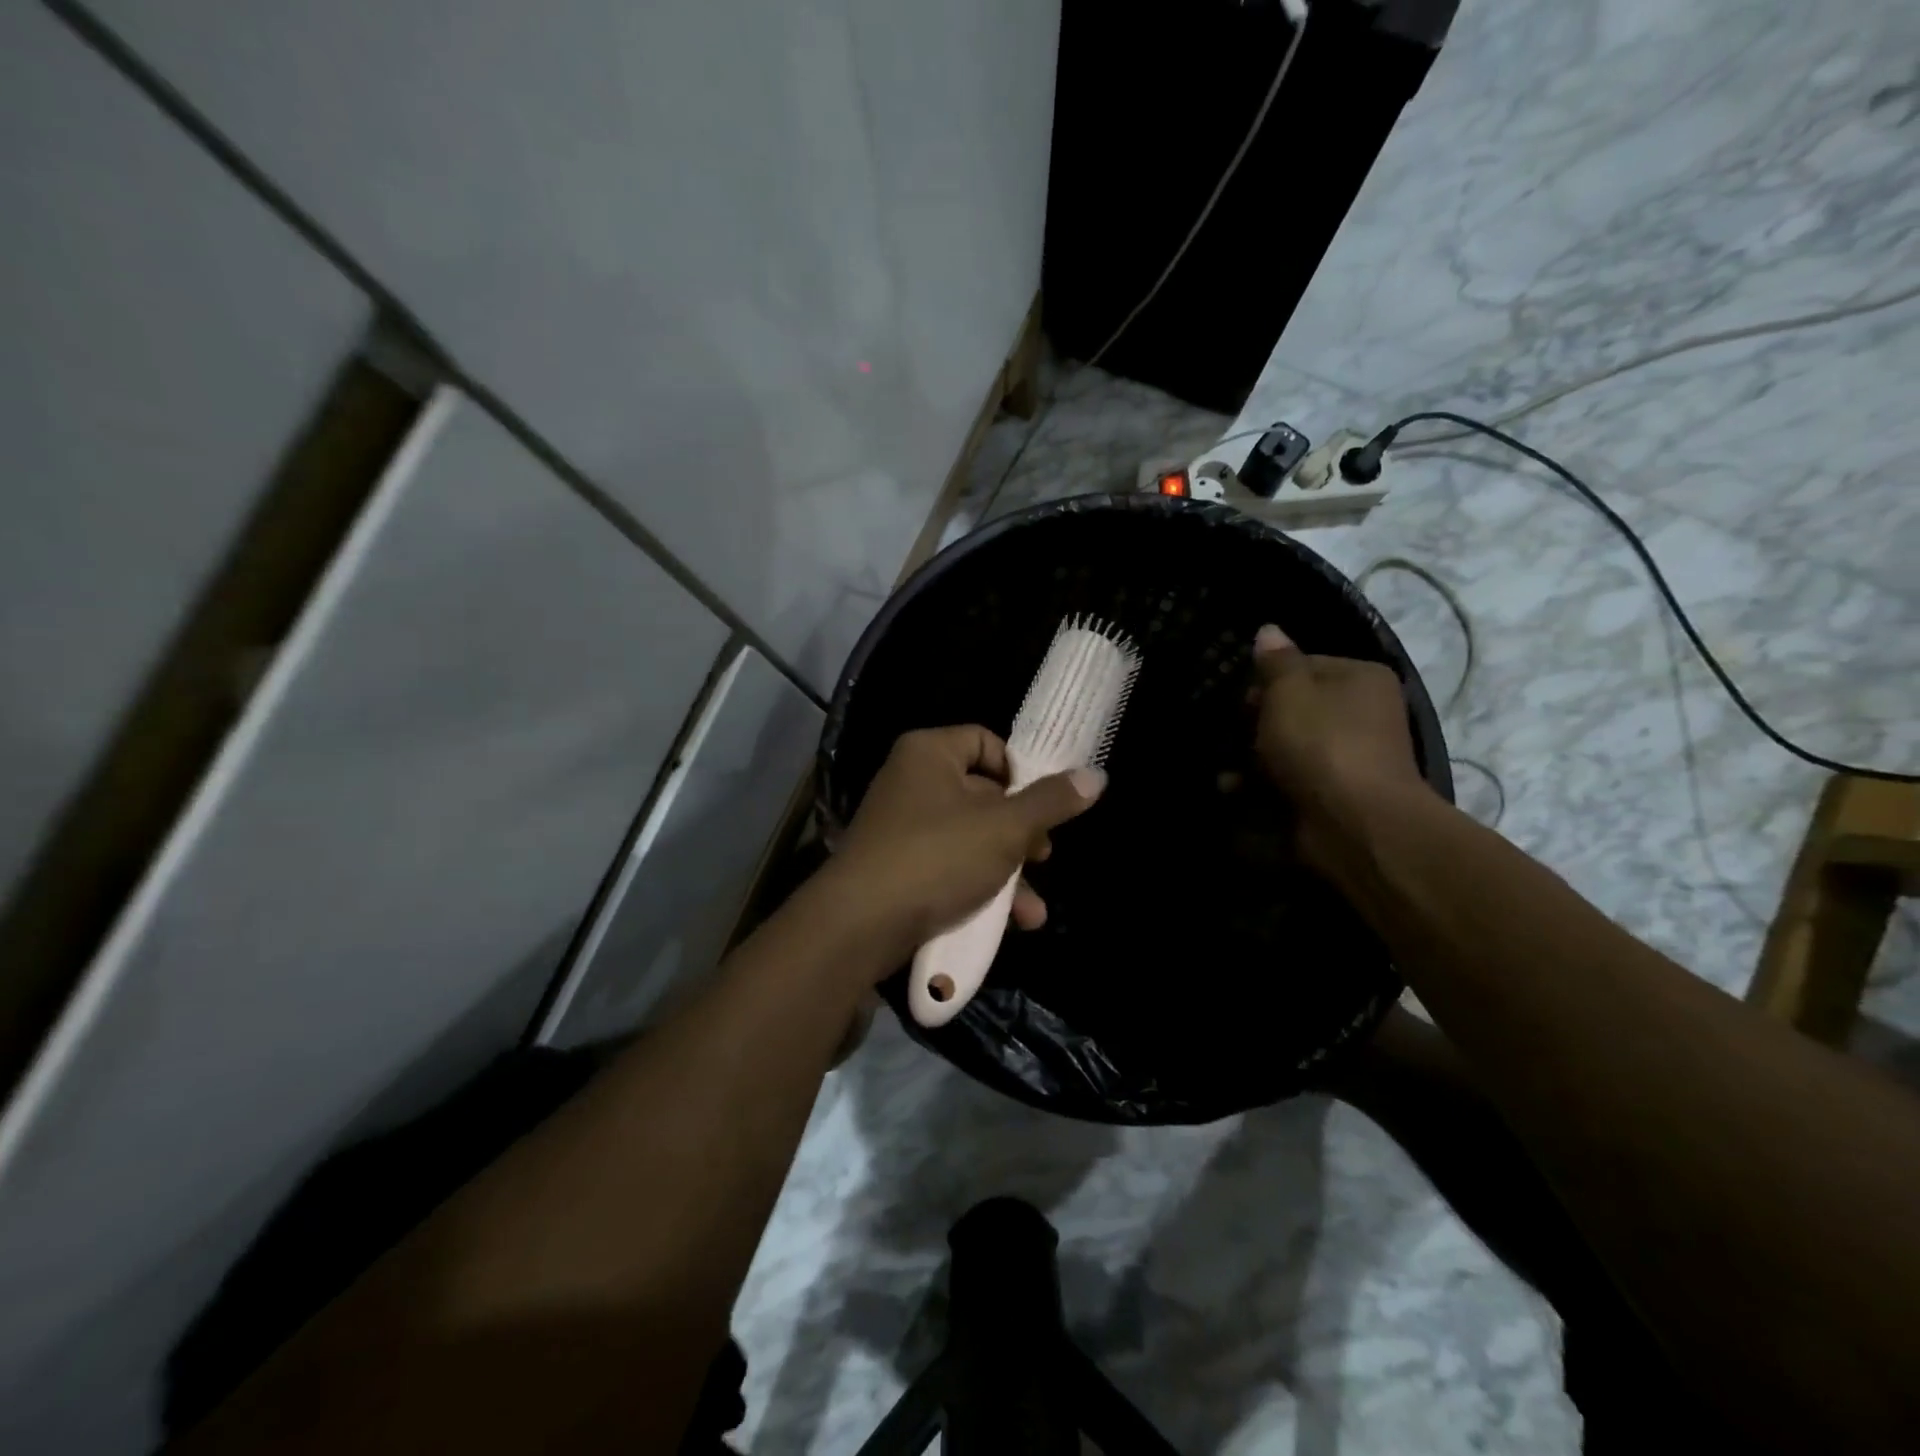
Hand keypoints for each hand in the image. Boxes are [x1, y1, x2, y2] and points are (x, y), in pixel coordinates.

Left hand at [814, 726, 1104, 971]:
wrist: (859, 925)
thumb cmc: (937, 857)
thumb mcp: (1005, 828)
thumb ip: (1051, 802)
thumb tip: (1096, 776)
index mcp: (930, 753)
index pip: (986, 742)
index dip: (1020, 771)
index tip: (1042, 806)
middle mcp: (911, 781)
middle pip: (982, 794)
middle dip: (1021, 833)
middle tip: (1043, 856)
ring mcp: (901, 827)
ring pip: (969, 838)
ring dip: (1006, 872)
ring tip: (1032, 908)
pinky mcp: (896, 868)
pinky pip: (947, 866)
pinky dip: (977, 888)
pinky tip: (1009, 923)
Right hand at [1249, 624, 1430, 873]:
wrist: (1355, 821)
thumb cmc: (1320, 743)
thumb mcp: (1289, 691)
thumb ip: (1275, 661)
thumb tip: (1268, 630)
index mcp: (1360, 678)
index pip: (1304, 665)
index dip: (1267, 680)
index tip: (1242, 701)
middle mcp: (1362, 713)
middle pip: (1295, 708)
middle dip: (1256, 722)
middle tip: (1233, 733)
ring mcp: (1350, 756)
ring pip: (1290, 746)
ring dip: (1253, 757)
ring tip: (1227, 772)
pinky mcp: (1336, 793)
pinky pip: (1292, 779)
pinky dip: (1263, 785)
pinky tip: (1236, 791)